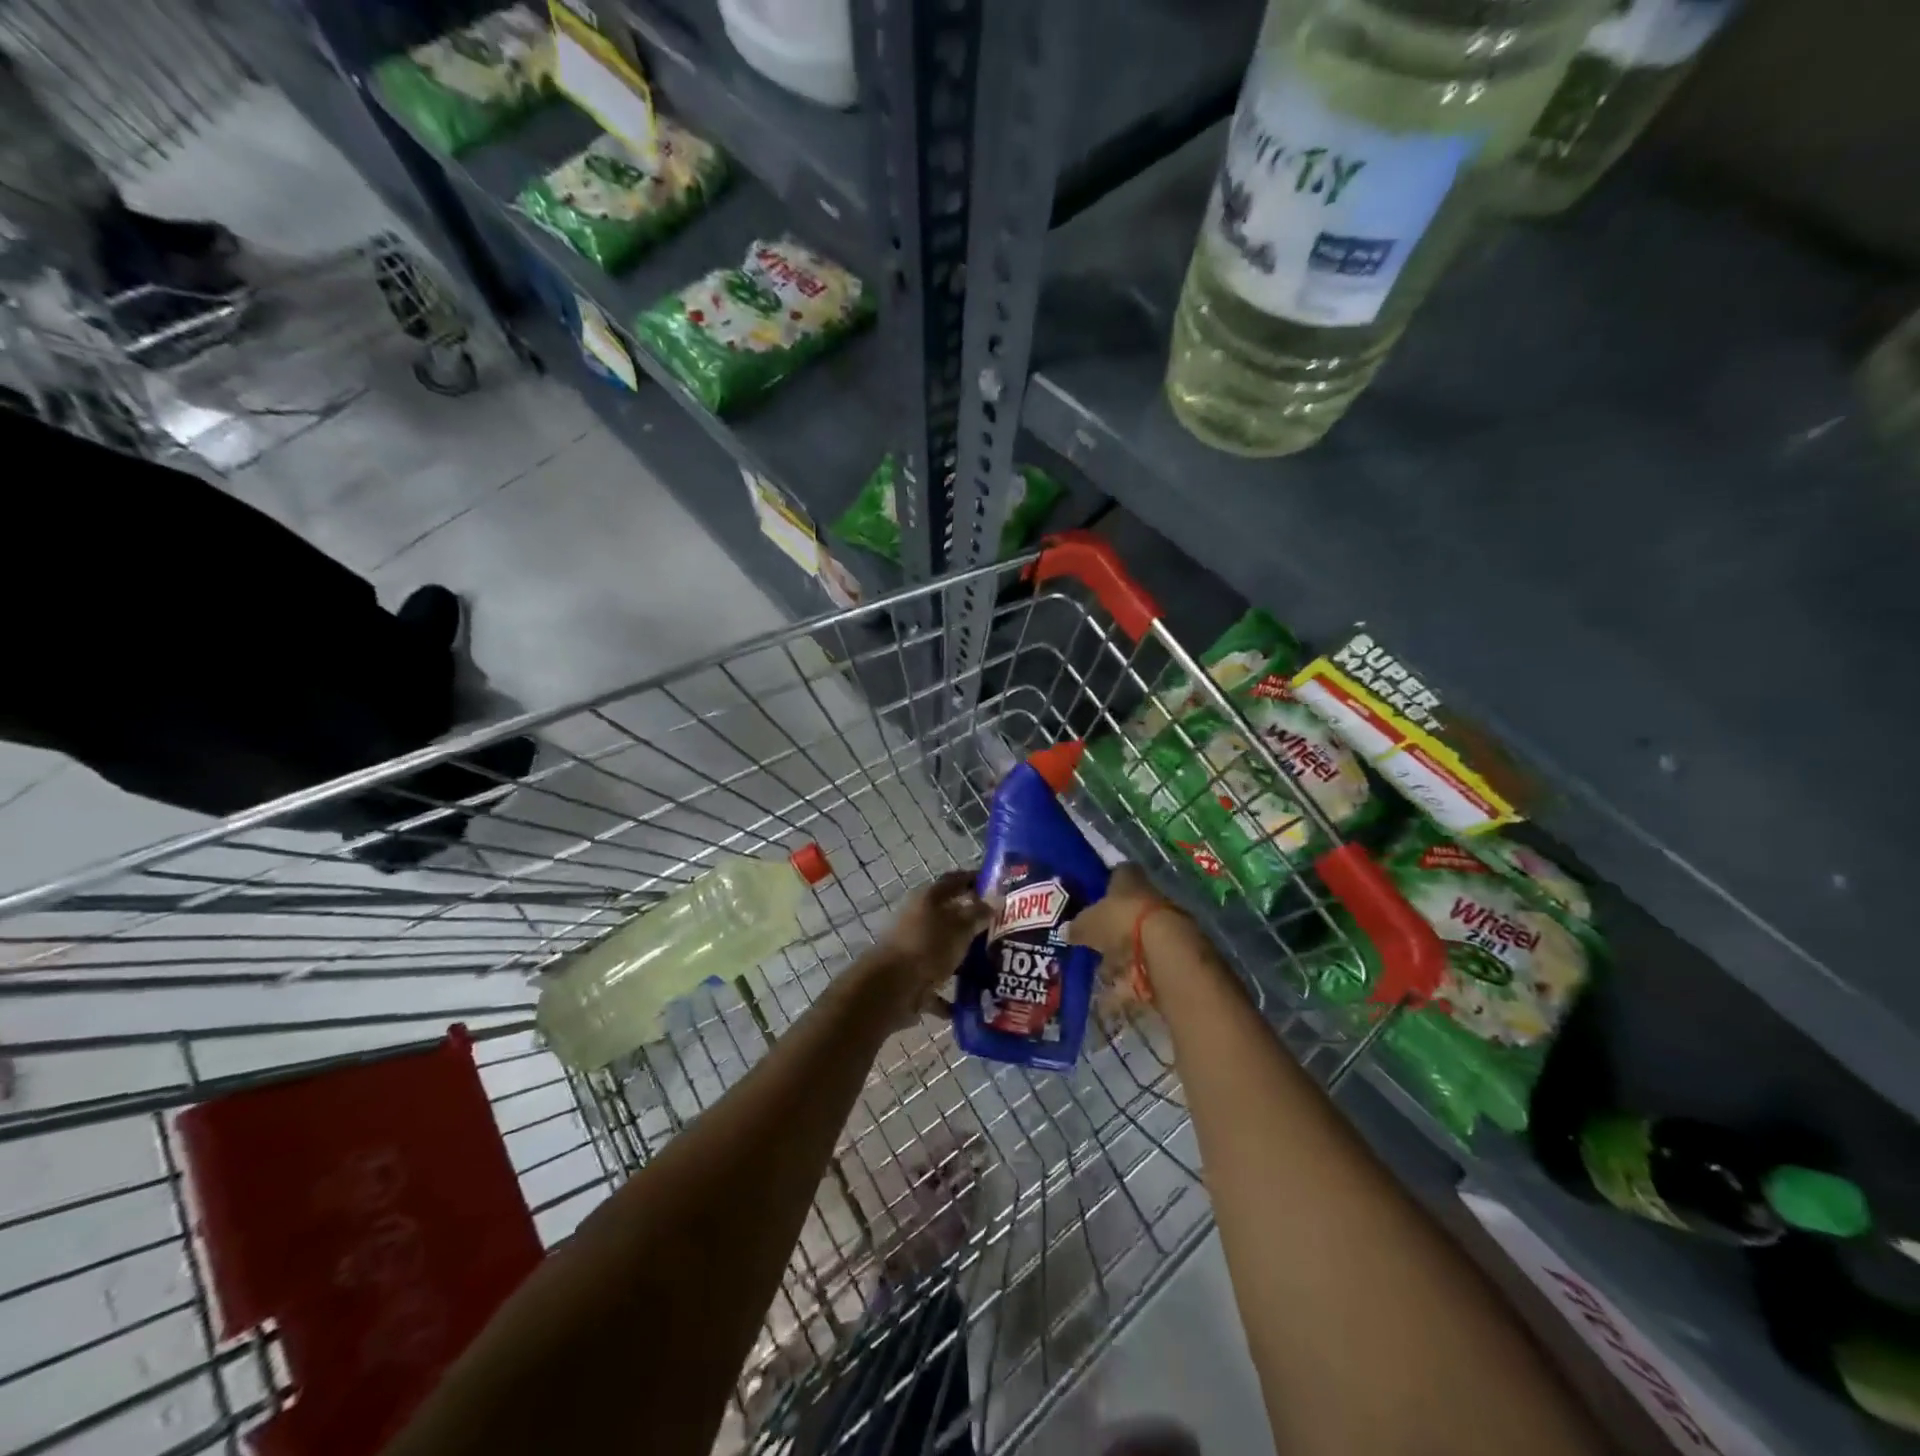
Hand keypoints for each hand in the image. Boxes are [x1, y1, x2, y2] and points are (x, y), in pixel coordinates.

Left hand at [861, 869, 994, 1021]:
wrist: (891, 989)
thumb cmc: (928, 947)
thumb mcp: (960, 927)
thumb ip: (978, 914)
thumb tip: (995, 900)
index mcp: (927, 899)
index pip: (954, 881)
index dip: (974, 880)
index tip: (998, 886)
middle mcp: (918, 920)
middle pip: (949, 916)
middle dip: (974, 922)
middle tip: (1003, 929)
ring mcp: (913, 950)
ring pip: (944, 949)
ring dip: (964, 957)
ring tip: (994, 965)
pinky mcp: (911, 978)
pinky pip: (937, 983)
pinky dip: (952, 992)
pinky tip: (973, 1001)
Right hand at [1066, 864, 1196, 1009]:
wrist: (1164, 950)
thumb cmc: (1120, 922)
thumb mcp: (1087, 923)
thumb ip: (1077, 927)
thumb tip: (1067, 931)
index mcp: (1128, 879)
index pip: (1117, 875)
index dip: (1104, 886)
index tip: (1091, 900)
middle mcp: (1148, 895)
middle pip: (1127, 909)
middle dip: (1111, 927)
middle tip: (1092, 942)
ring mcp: (1163, 923)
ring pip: (1136, 938)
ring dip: (1121, 955)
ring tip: (1102, 972)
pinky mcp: (1171, 951)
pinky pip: (1145, 965)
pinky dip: (1131, 978)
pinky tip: (1116, 991)